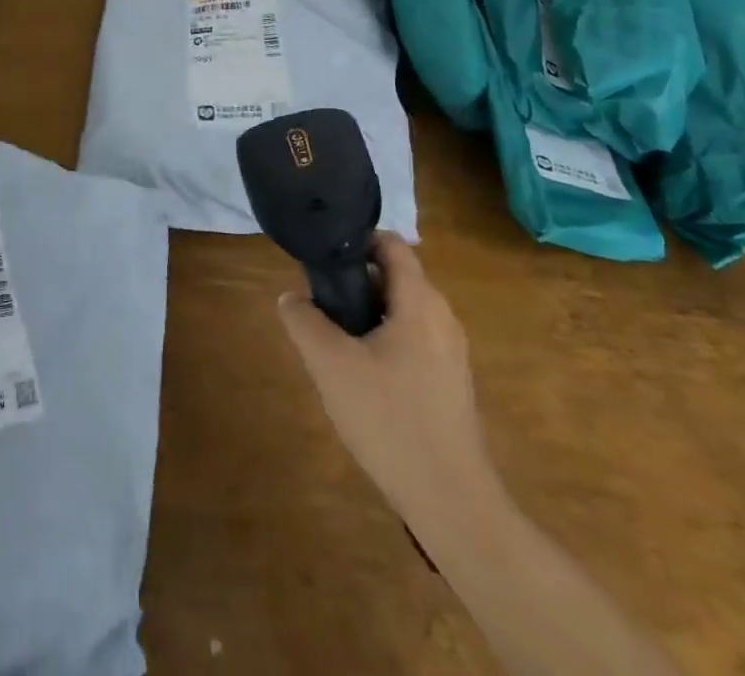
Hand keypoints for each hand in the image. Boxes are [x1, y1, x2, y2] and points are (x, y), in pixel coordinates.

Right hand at [278, 231, 493, 526]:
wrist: (452, 503)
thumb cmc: (390, 420)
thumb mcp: (331, 365)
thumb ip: (304, 322)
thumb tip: (291, 298)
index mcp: (420, 302)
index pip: (391, 244)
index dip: (356, 241)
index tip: (323, 258)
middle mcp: (442, 317)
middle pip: (394, 277)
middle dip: (355, 283)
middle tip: (321, 306)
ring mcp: (451, 353)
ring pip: (402, 311)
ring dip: (368, 315)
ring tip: (335, 343)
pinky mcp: (451, 384)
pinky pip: (413, 341)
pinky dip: (384, 342)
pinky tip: (362, 379)